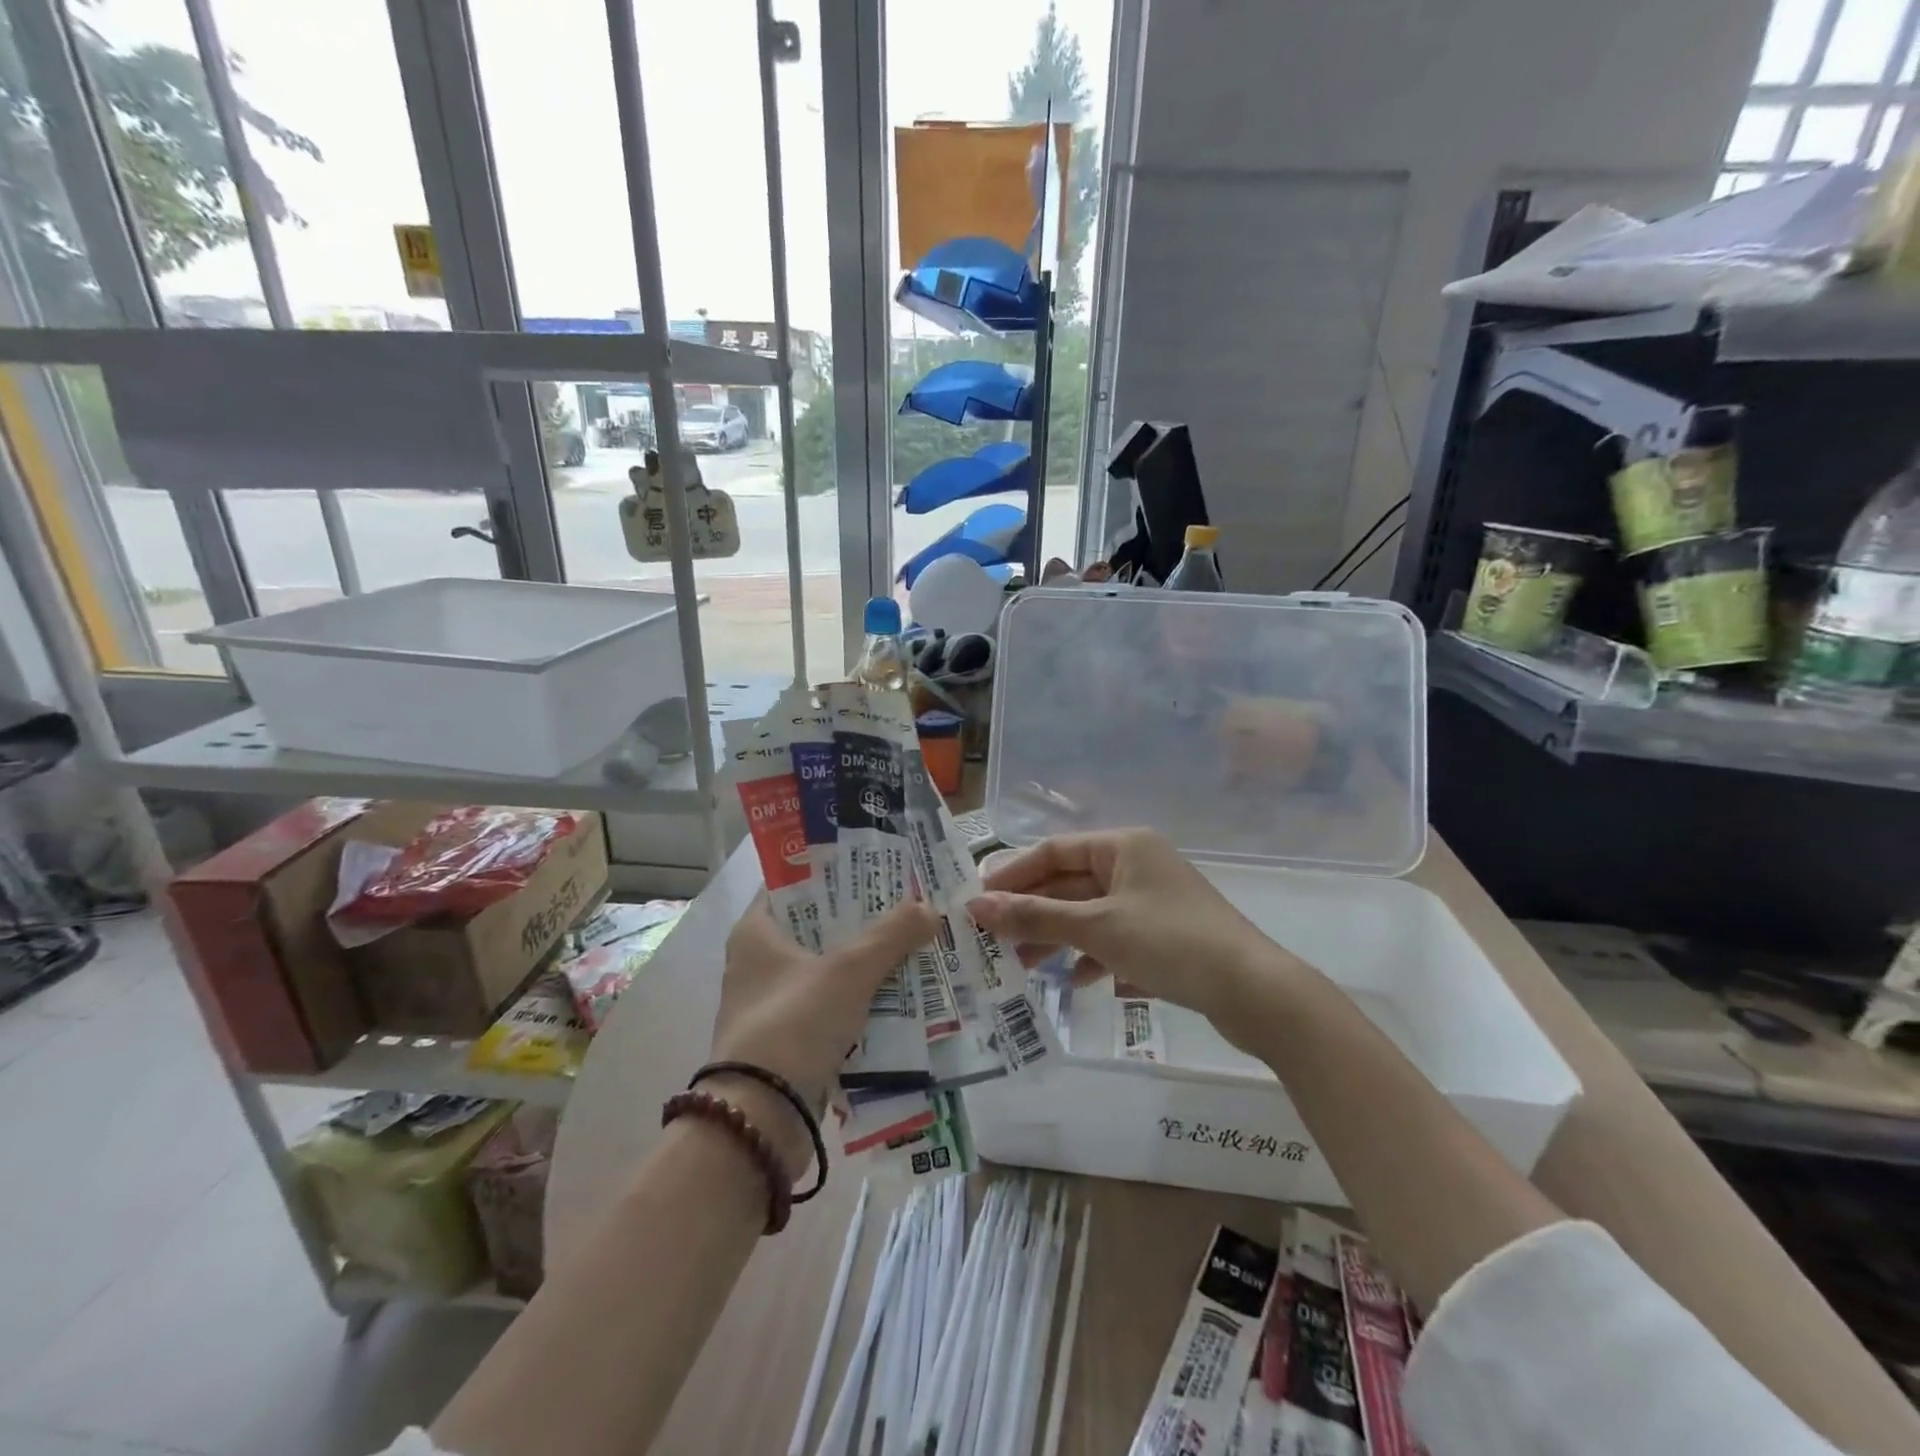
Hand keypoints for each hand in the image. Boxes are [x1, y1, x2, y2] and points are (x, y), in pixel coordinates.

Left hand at [708, 894, 936, 1175]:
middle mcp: (759, 963)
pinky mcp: (790, 1040)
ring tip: (916, 945)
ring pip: (830, 970)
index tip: (877, 866)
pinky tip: (903, 995)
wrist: (761, 1119)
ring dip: (869, 963)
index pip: (795, 885)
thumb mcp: (849, 971)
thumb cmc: (795, 1023)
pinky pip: (834, 1008)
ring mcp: (774, 1004)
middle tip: (909, 905)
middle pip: (819, 928)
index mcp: (755, 933)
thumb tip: (930, 908)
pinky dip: (863, 1001)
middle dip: (864, 920)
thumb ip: (891, 935)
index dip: (835, 873)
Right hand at [968, 829, 1287, 1029]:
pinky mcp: (1165, 934)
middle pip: (1070, 882)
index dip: (1013, 875)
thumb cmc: (1170, 942)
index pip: (1054, 850)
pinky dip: (1092, 954)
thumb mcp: (1097, 928)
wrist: (1255, 992)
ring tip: (1024, 966)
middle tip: (994, 940)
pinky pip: (1114, 937)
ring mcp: (1152, 900)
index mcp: (1123, 846)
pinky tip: (1077, 980)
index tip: (978, 902)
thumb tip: (975, 906)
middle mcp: (1137, 864)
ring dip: (1057, 936)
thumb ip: (1035, 916)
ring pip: (1090, 912)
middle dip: (1033, 911)